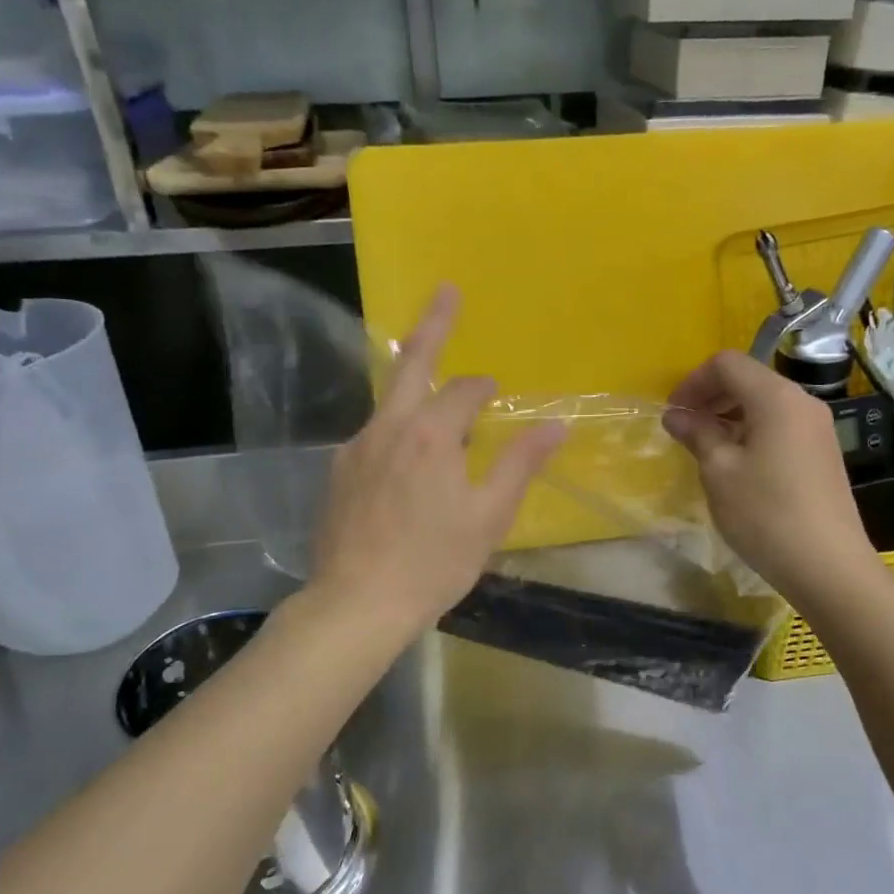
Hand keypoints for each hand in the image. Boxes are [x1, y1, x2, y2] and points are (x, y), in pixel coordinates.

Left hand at [306, 286, 564, 639]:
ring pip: (389, 403)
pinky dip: (394, 433)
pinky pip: (373, 437)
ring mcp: (355, 448)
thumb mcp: (489, 516)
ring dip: (412, 387)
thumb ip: (520, 464)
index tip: (495, 395)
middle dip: (433, 324)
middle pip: (411, 364)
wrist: (357, 603)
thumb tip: (556, 425)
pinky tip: (403, 465)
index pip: (465, 390)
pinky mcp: (338, 473)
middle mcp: (387, 427)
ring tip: (429, 389)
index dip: (484, 389)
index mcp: (431, 434)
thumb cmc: (434, 562)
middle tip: (446, 290)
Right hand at [662, 351, 873, 608]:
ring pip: (765, 405)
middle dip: (711, 397)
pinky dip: (752, 433)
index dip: (693, 382)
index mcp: (776, 397)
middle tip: (685, 429)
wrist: (828, 565)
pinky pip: (781, 427)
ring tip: (707, 449)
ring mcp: (818, 428)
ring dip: (730, 417)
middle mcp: (802, 402)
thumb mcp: (719, 471)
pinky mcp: (823, 453)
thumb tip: (677, 415)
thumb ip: (697, 433)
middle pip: (749, 380)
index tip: (673, 413)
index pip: (727, 364)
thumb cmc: (765, 513)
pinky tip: (737, 466)